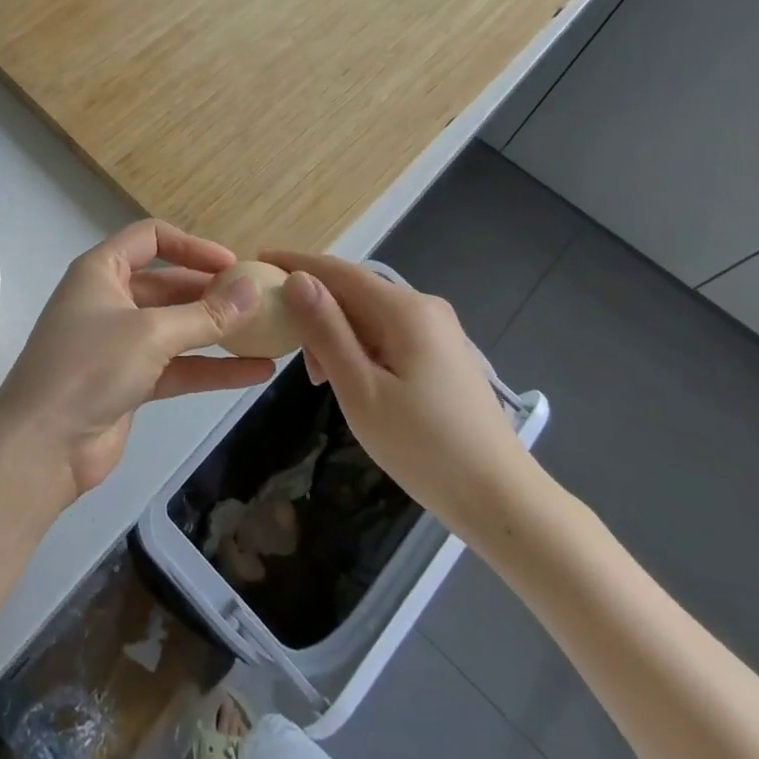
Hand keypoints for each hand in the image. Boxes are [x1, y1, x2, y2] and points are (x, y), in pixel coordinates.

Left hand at [0, 221, 276, 505]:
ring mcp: (119, 343)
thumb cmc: (89, 368)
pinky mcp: (130, 382)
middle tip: (259, 301)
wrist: (42, 449)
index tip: (234, 264)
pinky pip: (178, 366)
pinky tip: (256, 373)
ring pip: (177, 328)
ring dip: (217, 332)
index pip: (151, 239)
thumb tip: (255, 289)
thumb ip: (206, 314)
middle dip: (212, 292)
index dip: (193, 246)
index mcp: (101, 271)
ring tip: (267, 333)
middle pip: (169, 284)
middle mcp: (110, 300)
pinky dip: (212, 369)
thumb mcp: (152, 333)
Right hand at [263, 252, 546, 549]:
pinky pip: (388, 334)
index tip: (258, 259)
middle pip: (355, 291)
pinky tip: (349, 378)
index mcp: (405, 309)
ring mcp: (437, 331)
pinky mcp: (442, 355)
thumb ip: (326, 331)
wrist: (500, 499)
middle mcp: (424, 308)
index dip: (296, 263)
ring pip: (370, 315)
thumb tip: (296, 279)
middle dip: (315, 307)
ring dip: (336, 333)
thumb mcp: (361, 390)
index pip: (339, 271)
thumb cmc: (424, 448)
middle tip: (282, 341)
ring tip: (317, 375)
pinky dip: (359, 347)